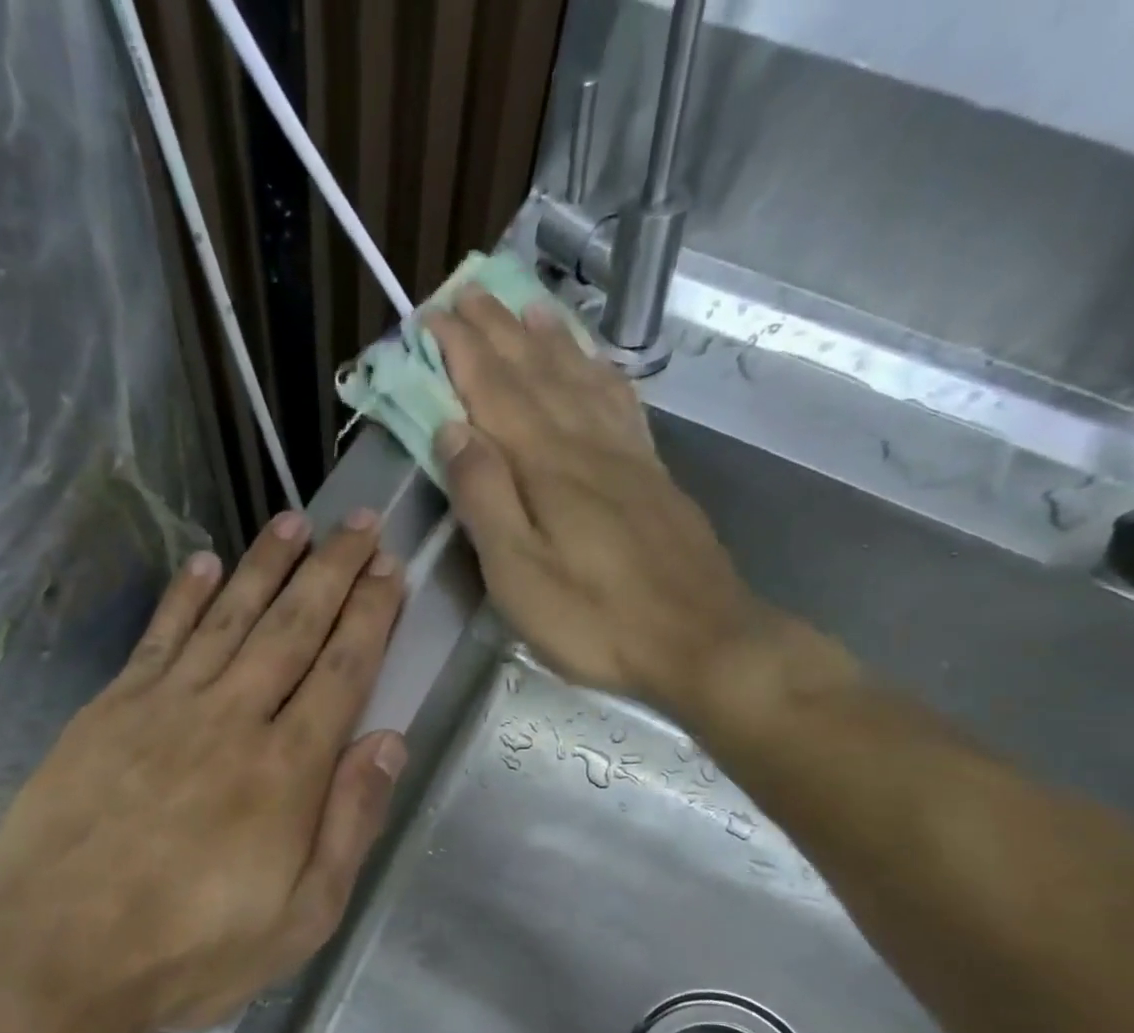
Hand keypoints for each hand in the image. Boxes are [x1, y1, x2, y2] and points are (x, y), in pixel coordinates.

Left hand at [0, 510, 406, 1032]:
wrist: (54, 959)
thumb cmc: (191, 951)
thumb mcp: (301, 917)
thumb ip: (350, 824)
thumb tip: (389, 742)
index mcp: (287, 769)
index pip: (342, 670)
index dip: (371, 615)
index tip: (390, 570)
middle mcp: (232, 718)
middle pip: (293, 627)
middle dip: (333, 570)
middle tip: (361, 522)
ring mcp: (165, 707)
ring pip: (229, 617)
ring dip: (266, 565)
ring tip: (295, 521)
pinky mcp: (109, 711)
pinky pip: (158, 638)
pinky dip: (184, 596)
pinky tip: (204, 563)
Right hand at [425, 287, 771, 712]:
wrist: (701, 640)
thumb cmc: (596, 619)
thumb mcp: (519, 573)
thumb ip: (484, 497)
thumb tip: (451, 430)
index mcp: (547, 466)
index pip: (495, 391)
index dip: (462, 351)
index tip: (433, 315)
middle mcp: (587, 445)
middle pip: (538, 373)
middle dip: (500, 331)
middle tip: (471, 289)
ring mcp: (627, 457)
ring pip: (582, 379)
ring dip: (550, 340)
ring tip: (528, 306)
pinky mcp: (654, 476)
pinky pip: (622, 405)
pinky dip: (602, 373)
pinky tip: (597, 364)